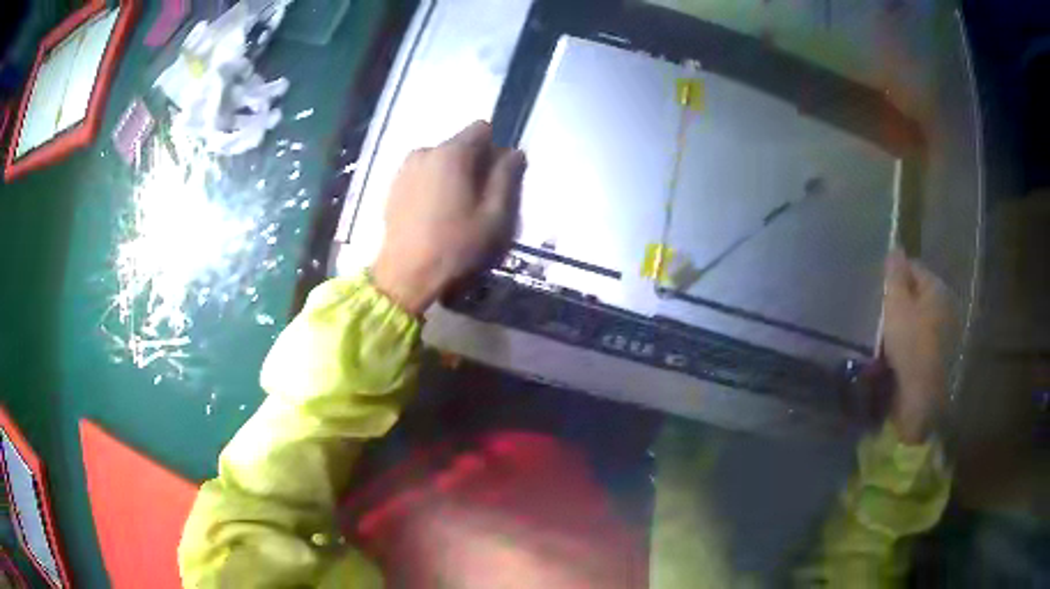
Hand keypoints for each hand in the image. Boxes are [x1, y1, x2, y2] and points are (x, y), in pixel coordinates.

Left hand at [372, 121, 525, 314]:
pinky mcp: (393, 187)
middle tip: (480, 201)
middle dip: (475, 164)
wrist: (406, 275)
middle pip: (460, 145)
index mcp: (451, 153)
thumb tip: (514, 153)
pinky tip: (435, 215)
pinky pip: (423, 175)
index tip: (497, 178)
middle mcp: (425, 152)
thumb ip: (507, 177)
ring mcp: (405, 169)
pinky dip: (434, 186)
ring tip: (456, 211)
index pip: (481, 128)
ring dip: (453, 176)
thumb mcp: (495, 215)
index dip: (495, 148)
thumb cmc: (456, 245)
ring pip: (441, 161)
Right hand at [882, 251, 955, 443]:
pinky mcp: (941, 354)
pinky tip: (900, 352)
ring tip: (888, 335)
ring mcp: (946, 331)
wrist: (920, 399)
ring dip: (906, 321)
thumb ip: (895, 276)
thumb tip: (896, 249)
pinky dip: (912, 339)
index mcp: (937, 288)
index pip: (913, 268)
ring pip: (920, 316)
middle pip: (918, 293)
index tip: (879, 291)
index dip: (894, 276)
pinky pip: (923, 336)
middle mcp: (946, 304)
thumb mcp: (896, 306)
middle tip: (882, 314)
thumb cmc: (909, 345)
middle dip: (901, 300)